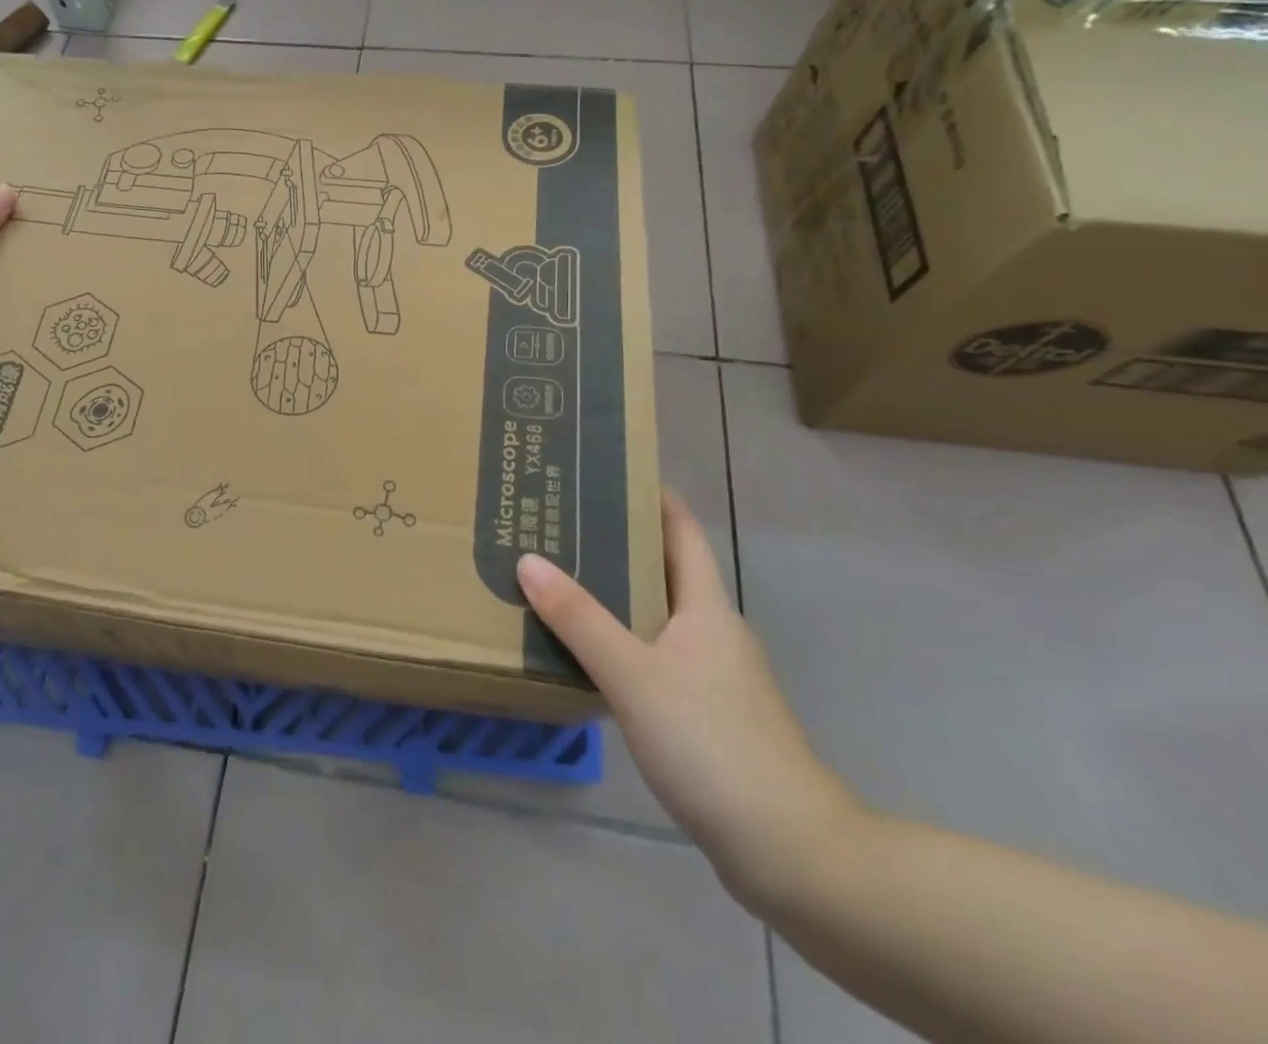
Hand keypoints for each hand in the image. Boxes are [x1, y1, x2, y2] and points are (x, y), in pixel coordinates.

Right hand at [517, 488, 863, 907]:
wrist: (791, 851)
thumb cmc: (713, 744)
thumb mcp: (635, 675)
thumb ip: (580, 619)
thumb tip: (529, 560)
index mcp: (706, 607)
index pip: (682, 530)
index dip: (651, 495)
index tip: (605, 468)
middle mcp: (712, 630)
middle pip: (664, 568)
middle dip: (616, 541)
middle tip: (558, 520)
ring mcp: (711, 673)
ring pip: (655, 613)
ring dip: (613, 591)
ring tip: (558, 574)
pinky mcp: (703, 712)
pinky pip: (652, 653)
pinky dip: (618, 638)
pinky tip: (583, 649)